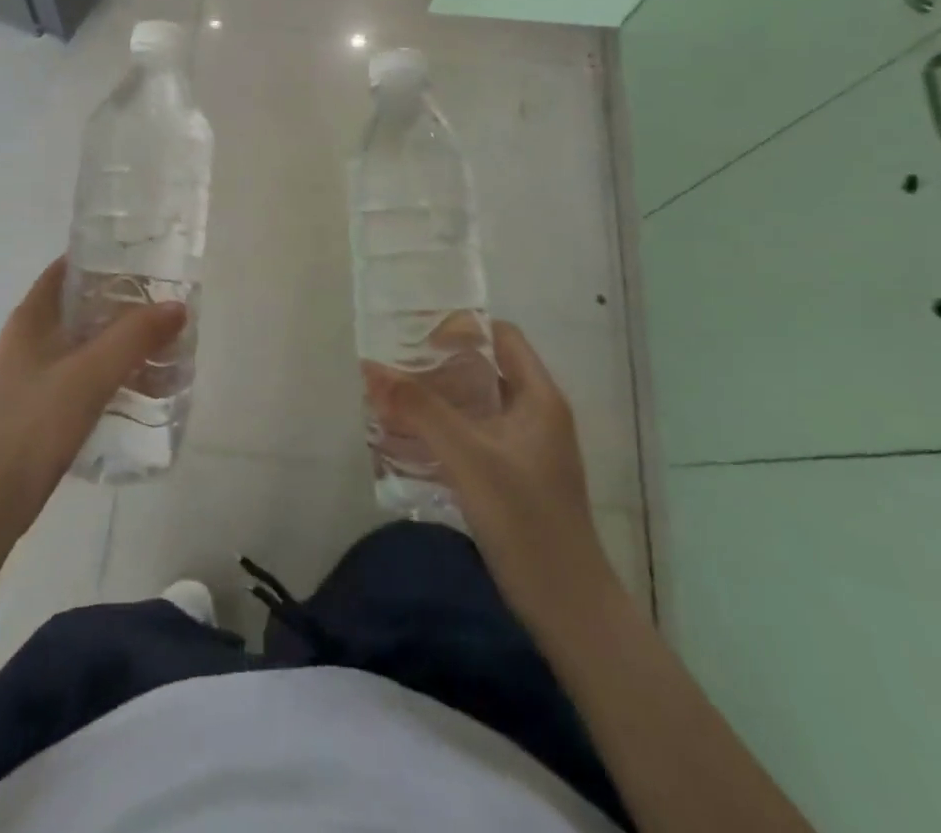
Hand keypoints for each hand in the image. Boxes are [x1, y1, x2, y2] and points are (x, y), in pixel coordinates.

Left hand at [0, 256, 185, 526]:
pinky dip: (105, 367)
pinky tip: (134, 381)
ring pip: (79, 341)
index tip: (139, 262)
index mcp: (29, 319)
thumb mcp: (92, 372)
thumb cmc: (39, 420)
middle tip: (157, 304)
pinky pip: (78, 371)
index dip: (98, 260)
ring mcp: (29, 373)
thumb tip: (176, 307)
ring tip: (155, 341)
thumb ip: (136, 336)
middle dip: (116, 303)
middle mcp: (26, 339)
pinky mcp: (37, 404)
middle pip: (76, 306)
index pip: (64, 270)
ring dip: (113, 338)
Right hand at [363, 321, 614, 636]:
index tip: (414, 338)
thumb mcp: (468, 458)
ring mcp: (524, 448)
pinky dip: (441, 432)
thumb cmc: (527, 522)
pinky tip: (405, 444)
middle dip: (435, 366)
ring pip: (473, 405)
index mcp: (538, 397)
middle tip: (390, 369)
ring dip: (434, 401)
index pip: (500, 336)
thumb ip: (420, 410)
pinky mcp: (512, 477)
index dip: (460, 328)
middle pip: (482, 369)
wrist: (569, 611)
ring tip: (388, 401)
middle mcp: (534, 414)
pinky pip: (471, 437)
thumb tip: (371, 368)